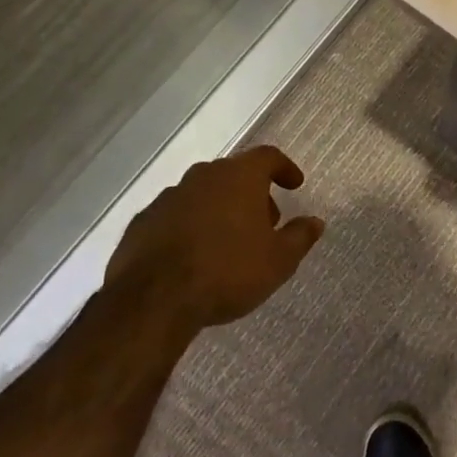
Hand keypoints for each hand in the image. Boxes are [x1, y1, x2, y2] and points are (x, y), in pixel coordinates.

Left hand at [104, 146, 324, 329]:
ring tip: (228, 242)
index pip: (268, 156)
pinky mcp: (141, 223)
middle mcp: (202, 177)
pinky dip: (189, 227)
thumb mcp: (279, 260)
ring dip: (219, 209)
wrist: (153, 301)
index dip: (284, 168)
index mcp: (239, 177)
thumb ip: (300, 236)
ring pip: (202, 194)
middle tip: (264, 222)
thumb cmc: (228, 271)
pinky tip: (194, 255)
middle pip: (234, 174)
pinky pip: (175, 216)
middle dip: (252, 193)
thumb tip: (315, 222)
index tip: (294, 185)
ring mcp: (168, 198)